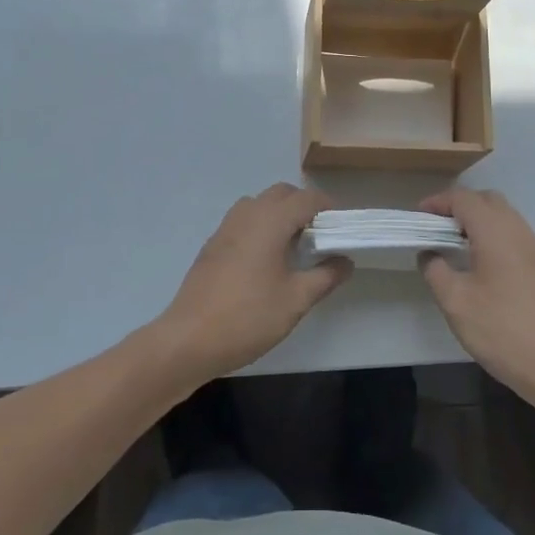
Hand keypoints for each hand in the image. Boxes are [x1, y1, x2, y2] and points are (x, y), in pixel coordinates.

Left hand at [154, 184, 352, 383]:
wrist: (189, 339)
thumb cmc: (248, 317)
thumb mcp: (296, 300)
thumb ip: (325, 276)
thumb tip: (346, 261)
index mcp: (270, 221)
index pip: (306, 198)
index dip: (329, 208)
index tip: (343, 228)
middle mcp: (247, 215)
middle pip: (281, 194)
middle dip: (304, 207)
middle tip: (321, 236)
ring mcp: (225, 228)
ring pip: (259, 205)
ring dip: (279, 214)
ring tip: (294, 246)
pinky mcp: (212, 245)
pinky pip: (243, 221)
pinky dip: (260, 227)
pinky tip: (266, 260)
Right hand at [418, 188, 534, 406]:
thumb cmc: (502, 330)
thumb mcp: (456, 302)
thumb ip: (435, 271)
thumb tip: (429, 253)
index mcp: (495, 231)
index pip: (463, 199)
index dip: (437, 203)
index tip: (416, 220)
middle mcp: (518, 231)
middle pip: (486, 200)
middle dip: (458, 207)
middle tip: (435, 229)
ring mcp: (534, 249)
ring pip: (503, 217)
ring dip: (477, 221)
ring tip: (453, 246)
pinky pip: (513, 235)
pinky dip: (492, 236)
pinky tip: (479, 264)